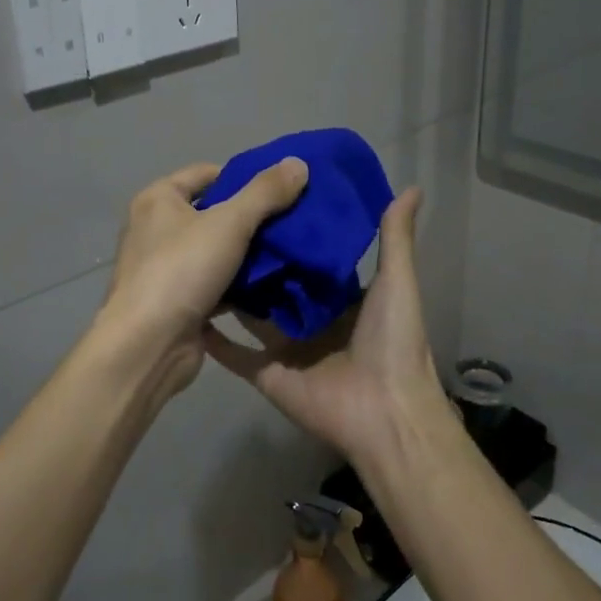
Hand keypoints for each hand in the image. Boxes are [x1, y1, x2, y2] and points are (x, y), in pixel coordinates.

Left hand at [95, 158, 308, 398]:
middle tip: (293, 221)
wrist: (148, 345)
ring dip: (248, 253)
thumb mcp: (229, 222)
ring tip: (290, 251)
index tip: (280, 189)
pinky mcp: (177, 300)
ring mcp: (165, 267)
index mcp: (158, 199)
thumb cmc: (182, 270)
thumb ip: (265, 192)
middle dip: (251, 217)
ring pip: (216, 250)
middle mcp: (156, 228)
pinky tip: (272, 285)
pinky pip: (215, 282)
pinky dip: (239, 283)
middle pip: (213, 212)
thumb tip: (298, 163)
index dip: (243, 177)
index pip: (207, 173)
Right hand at [201, 188, 453, 472]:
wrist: (384, 412)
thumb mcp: (397, 281)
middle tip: (227, 221)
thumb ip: (395, 237)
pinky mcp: (266, 373)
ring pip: (252, 314)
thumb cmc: (393, 341)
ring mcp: (286, 348)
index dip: (295, 233)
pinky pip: (234, 353)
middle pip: (278, 285)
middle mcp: (311, 321)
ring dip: (232, 291)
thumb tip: (410, 187)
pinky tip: (190, 306)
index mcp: (342, 300)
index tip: (271, 201)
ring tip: (202, 253)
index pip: (312, 260)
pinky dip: (213, 336)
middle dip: (258, 258)